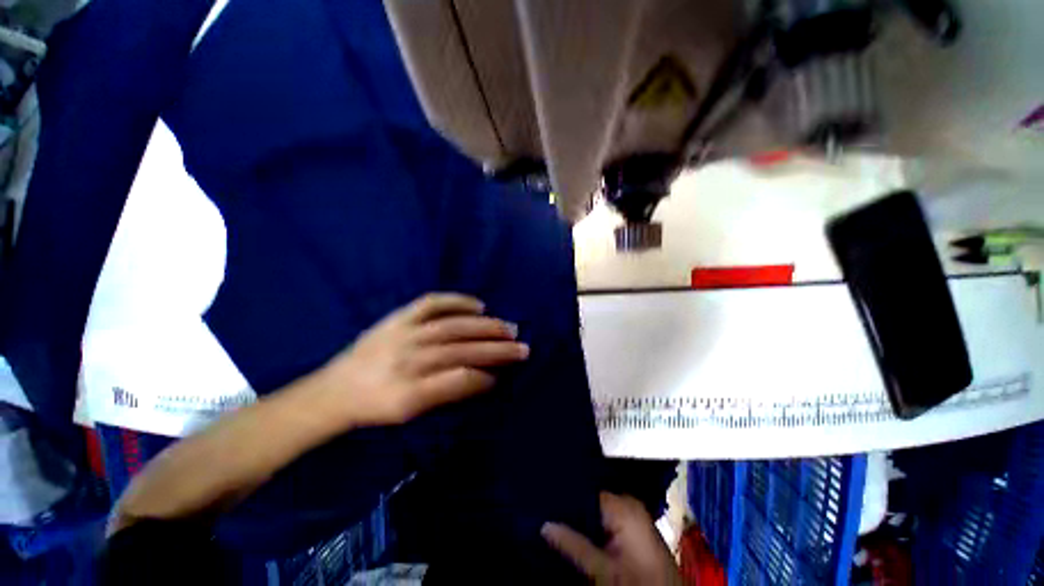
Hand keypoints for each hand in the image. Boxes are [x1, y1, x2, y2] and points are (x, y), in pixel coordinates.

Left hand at [311, 293, 528, 427]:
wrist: (334, 389)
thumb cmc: (375, 406)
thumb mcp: (409, 413)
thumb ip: (447, 394)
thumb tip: (483, 379)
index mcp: (408, 392)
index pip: (459, 379)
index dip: (486, 376)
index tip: (505, 374)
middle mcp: (408, 360)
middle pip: (462, 350)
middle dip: (497, 349)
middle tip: (523, 347)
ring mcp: (404, 333)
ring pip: (454, 327)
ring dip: (486, 327)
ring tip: (510, 328)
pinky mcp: (399, 317)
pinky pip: (432, 303)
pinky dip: (458, 301)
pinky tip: (479, 305)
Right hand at [543, 492, 680, 585]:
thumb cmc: (638, 584)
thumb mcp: (603, 570)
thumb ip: (573, 544)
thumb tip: (543, 524)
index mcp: (622, 505)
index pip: (585, 489)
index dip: (564, 495)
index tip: (542, 497)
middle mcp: (628, 504)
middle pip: (590, 499)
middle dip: (569, 507)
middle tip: (543, 510)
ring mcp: (632, 517)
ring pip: (596, 510)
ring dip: (579, 518)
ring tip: (552, 518)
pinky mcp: (633, 530)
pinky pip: (606, 519)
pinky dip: (591, 526)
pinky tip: (574, 532)